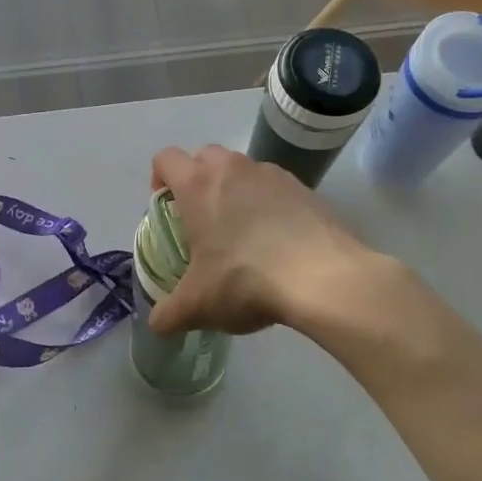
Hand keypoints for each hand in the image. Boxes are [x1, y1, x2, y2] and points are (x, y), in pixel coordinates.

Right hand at [147, 145, 387, 336]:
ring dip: (233, 189)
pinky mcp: (303, 187)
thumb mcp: (198, 305)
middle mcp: (232, 168)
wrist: (324, 278)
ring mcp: (271, 173)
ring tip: (240, 230)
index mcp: (198, 185)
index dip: (158, 177)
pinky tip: (276, 238)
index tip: (165, 205)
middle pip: (204, 156)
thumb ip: (169, 314)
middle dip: (197, 179)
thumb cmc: (246, 280)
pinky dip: (267, 202)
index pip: (166, 158)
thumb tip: (158, 324)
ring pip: (241, 168)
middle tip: (200, 218)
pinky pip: (273, 185)